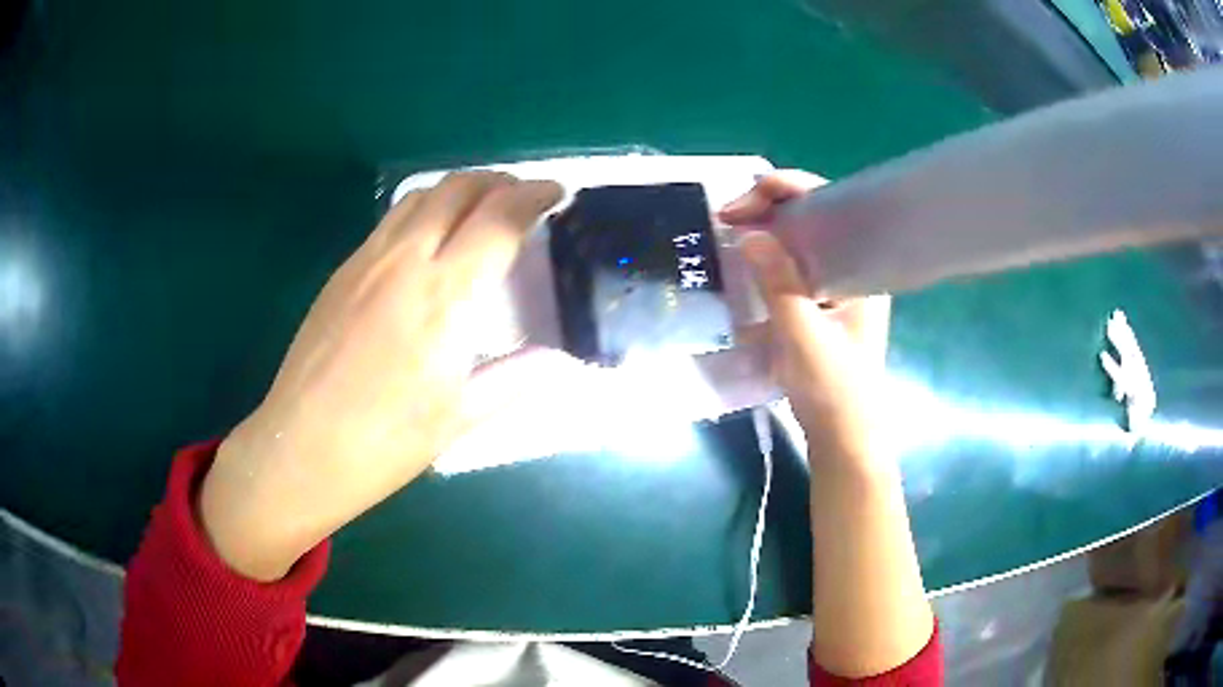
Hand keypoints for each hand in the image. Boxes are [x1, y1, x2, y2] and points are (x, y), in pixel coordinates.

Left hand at [200, 172, 562, 580]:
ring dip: (460, 189)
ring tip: (480, 210)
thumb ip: (515, 377)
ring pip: (422, 194)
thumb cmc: (386, 441)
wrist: (303, 447)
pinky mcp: (343, 270)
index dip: (535, 195)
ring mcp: (368, 260)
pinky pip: (392, 219)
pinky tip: (430, 242)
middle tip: (522, 199)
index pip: (500, 216)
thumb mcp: (461, 417)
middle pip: (460, 187)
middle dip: (500, 181)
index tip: (555, 195)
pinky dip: (425, 210)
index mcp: (445, 295)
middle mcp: (406, 259)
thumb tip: (557, 358)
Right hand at [720, 172, 891, 471]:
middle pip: (814, 217)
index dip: (783, 192)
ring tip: (731, 229)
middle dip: (769, 208)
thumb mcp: (803, 337)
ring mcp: (839, 287)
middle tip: (727, 217)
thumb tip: (749, 234)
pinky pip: (796, 265)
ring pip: (802, 240)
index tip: (739, 205)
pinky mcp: (823, 305)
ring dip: (767, 231)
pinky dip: (770, 257)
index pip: (829, 206)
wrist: (844, 438)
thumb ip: (779, 284)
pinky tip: (748, 260)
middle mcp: (855, 268)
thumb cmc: (834, 390)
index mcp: (863, 268)